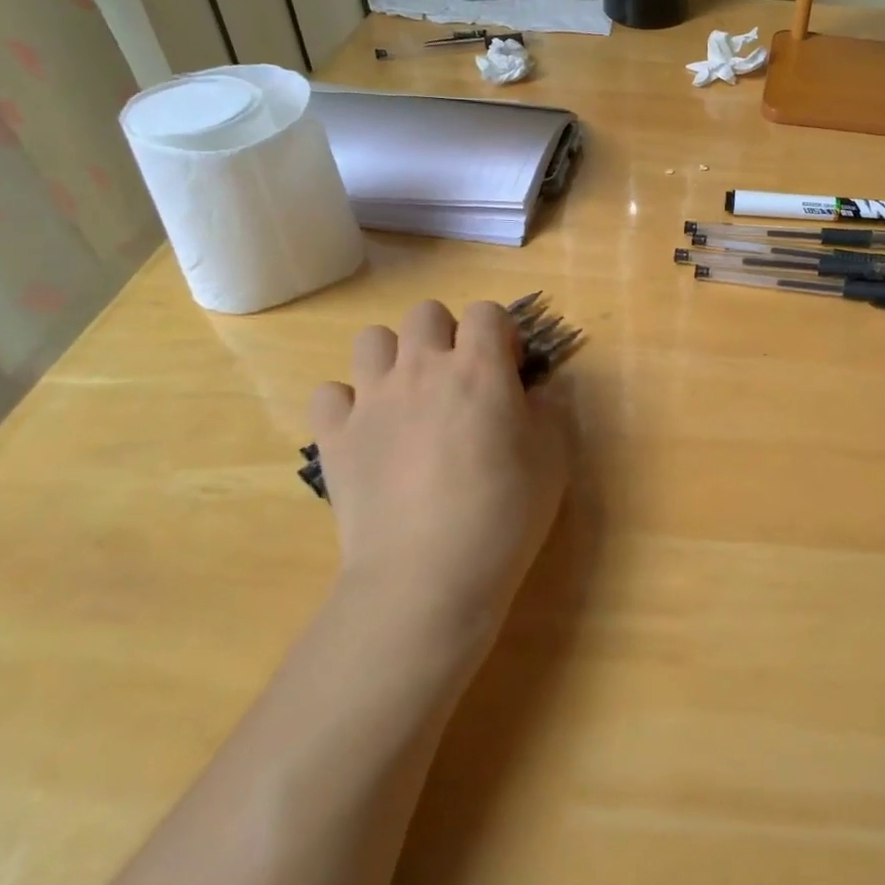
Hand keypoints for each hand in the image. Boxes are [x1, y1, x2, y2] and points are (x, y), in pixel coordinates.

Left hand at [308, 300, 568, 647]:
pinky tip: (369, 431)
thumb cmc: (505, 512)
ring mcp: (372, 399)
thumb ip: (550, 410)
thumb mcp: (554, 457)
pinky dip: (349, 403)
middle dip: (448, 335)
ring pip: (372, 339)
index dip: (501, 334)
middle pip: (426, 314)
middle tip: (461, 380)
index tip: (509, 370)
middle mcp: (421, 368)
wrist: (428, 572)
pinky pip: (330, 393)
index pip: (487, 312)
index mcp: (479, 368)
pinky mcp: (335, 436)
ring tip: (411, 397)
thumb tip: (536, 390)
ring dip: (395, 357)